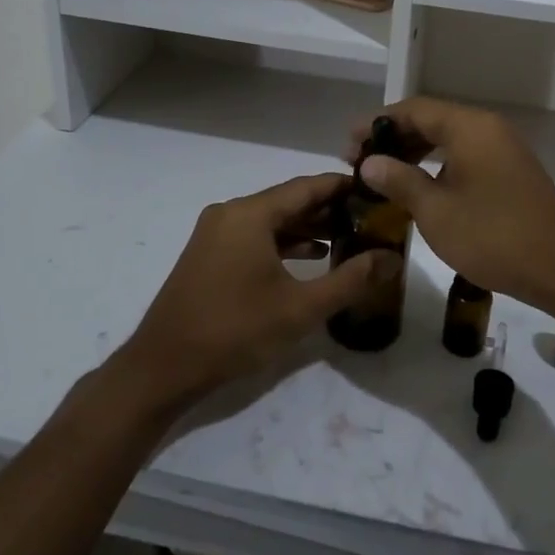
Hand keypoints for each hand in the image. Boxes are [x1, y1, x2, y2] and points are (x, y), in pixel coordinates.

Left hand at [115, 173, 400, 409]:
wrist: (163, 368)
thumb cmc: (235, 331)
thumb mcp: (301, 308)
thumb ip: (350, 280)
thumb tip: (390, 259)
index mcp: (250, 214)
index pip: (307, 186)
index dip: (343, 187)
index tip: (376, 190)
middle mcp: (231, 213)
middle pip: (288, 201)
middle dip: (329, 209)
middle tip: (369, 217)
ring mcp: (215, 233)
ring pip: (271, 220)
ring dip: (307, 227)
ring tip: (348, 237)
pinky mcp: (209, 254)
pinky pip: (254, 236)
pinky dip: (283, 243)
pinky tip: (310, 258)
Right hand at [347, 98, 554, 315]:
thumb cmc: (493, 236)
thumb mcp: (436, 211)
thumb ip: (400, 180)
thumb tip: (369, 162)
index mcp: (469, 127)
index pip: (413, 109)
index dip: (377, 123)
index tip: (348, 145)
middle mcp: (488, 128)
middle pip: (432, 120)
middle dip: (394, 138)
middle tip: (360, 163)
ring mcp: (504, 149)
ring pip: (449, 139)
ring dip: (415, 153)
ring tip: (384, 176)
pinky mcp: (511, 172)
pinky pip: (466, 156)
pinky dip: (438, 165)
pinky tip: (421, 189)